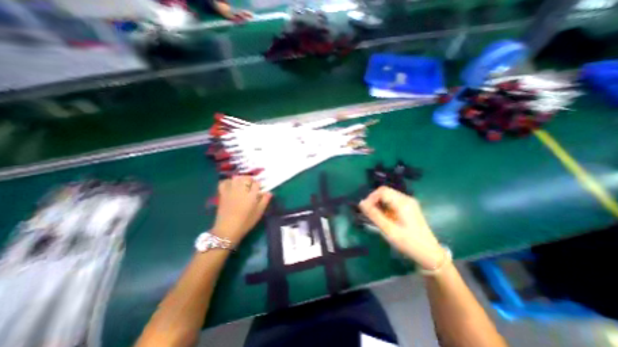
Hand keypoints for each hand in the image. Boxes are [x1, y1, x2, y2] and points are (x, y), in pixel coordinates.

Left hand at [212, 177, 270, 242]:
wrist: (227, 230)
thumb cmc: (246, 222)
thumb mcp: (259, 212)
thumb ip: (265, 201)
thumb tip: (269, 192)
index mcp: (251, 195)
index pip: (257, 184)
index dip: (259, 185)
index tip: (260, 189)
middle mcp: (241, 190)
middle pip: (246, 179)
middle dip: (251, 180)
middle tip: (252, 186)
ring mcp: (231, 191)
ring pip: (236, 178)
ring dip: (241, 179)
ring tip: (243, 184)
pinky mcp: (222, 194)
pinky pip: (224, 182)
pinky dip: (228, 181)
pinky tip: (232, 185)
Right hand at [360, 186, 447, 268]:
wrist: (430, 254)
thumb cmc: (409, 243)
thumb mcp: (389, 230)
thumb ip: (374, 215)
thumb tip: (361, 203)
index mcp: (403, 202)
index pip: (382, 191)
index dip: (371, 198)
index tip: (365, 209)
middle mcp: (406, 199)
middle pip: (385, 192)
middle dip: (374, 200)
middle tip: (368, 213)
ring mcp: (409, 203)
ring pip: (388, 196)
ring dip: (379, 204)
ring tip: (375, 217)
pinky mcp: (409, 208)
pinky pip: (392, 202)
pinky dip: (385, 207)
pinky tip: (384, 218)